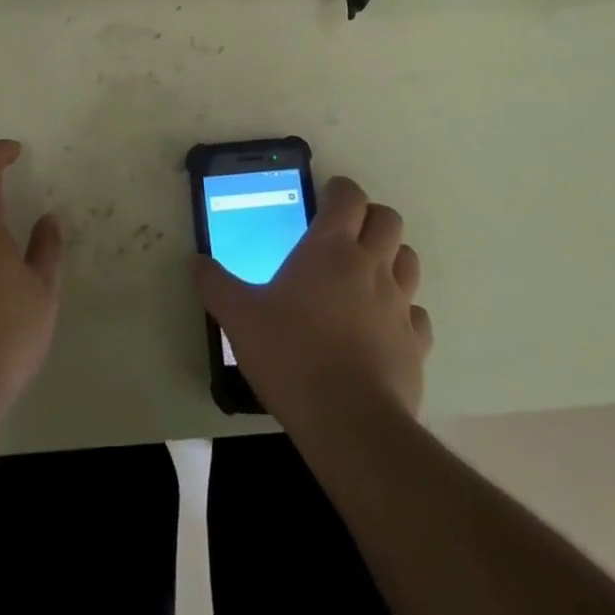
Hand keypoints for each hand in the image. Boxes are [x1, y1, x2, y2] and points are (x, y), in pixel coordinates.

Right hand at [196, 175, 430, 428]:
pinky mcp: (416, 344)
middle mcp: (371, 265)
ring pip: (409, 260)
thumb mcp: (239, 318)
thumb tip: (196, 262)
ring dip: (392, 258)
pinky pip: (417, 314)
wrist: (349, 423)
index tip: (327, 197)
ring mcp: (400, 305)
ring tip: (367, 274)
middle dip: (370, 218)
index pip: (349, 196)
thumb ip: (216, 285)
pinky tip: (383, 326)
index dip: (340, 190)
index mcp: (330, 248)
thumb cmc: (291, 355)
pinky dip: (405, 311)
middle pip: (388, 220)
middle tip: (346, 233)